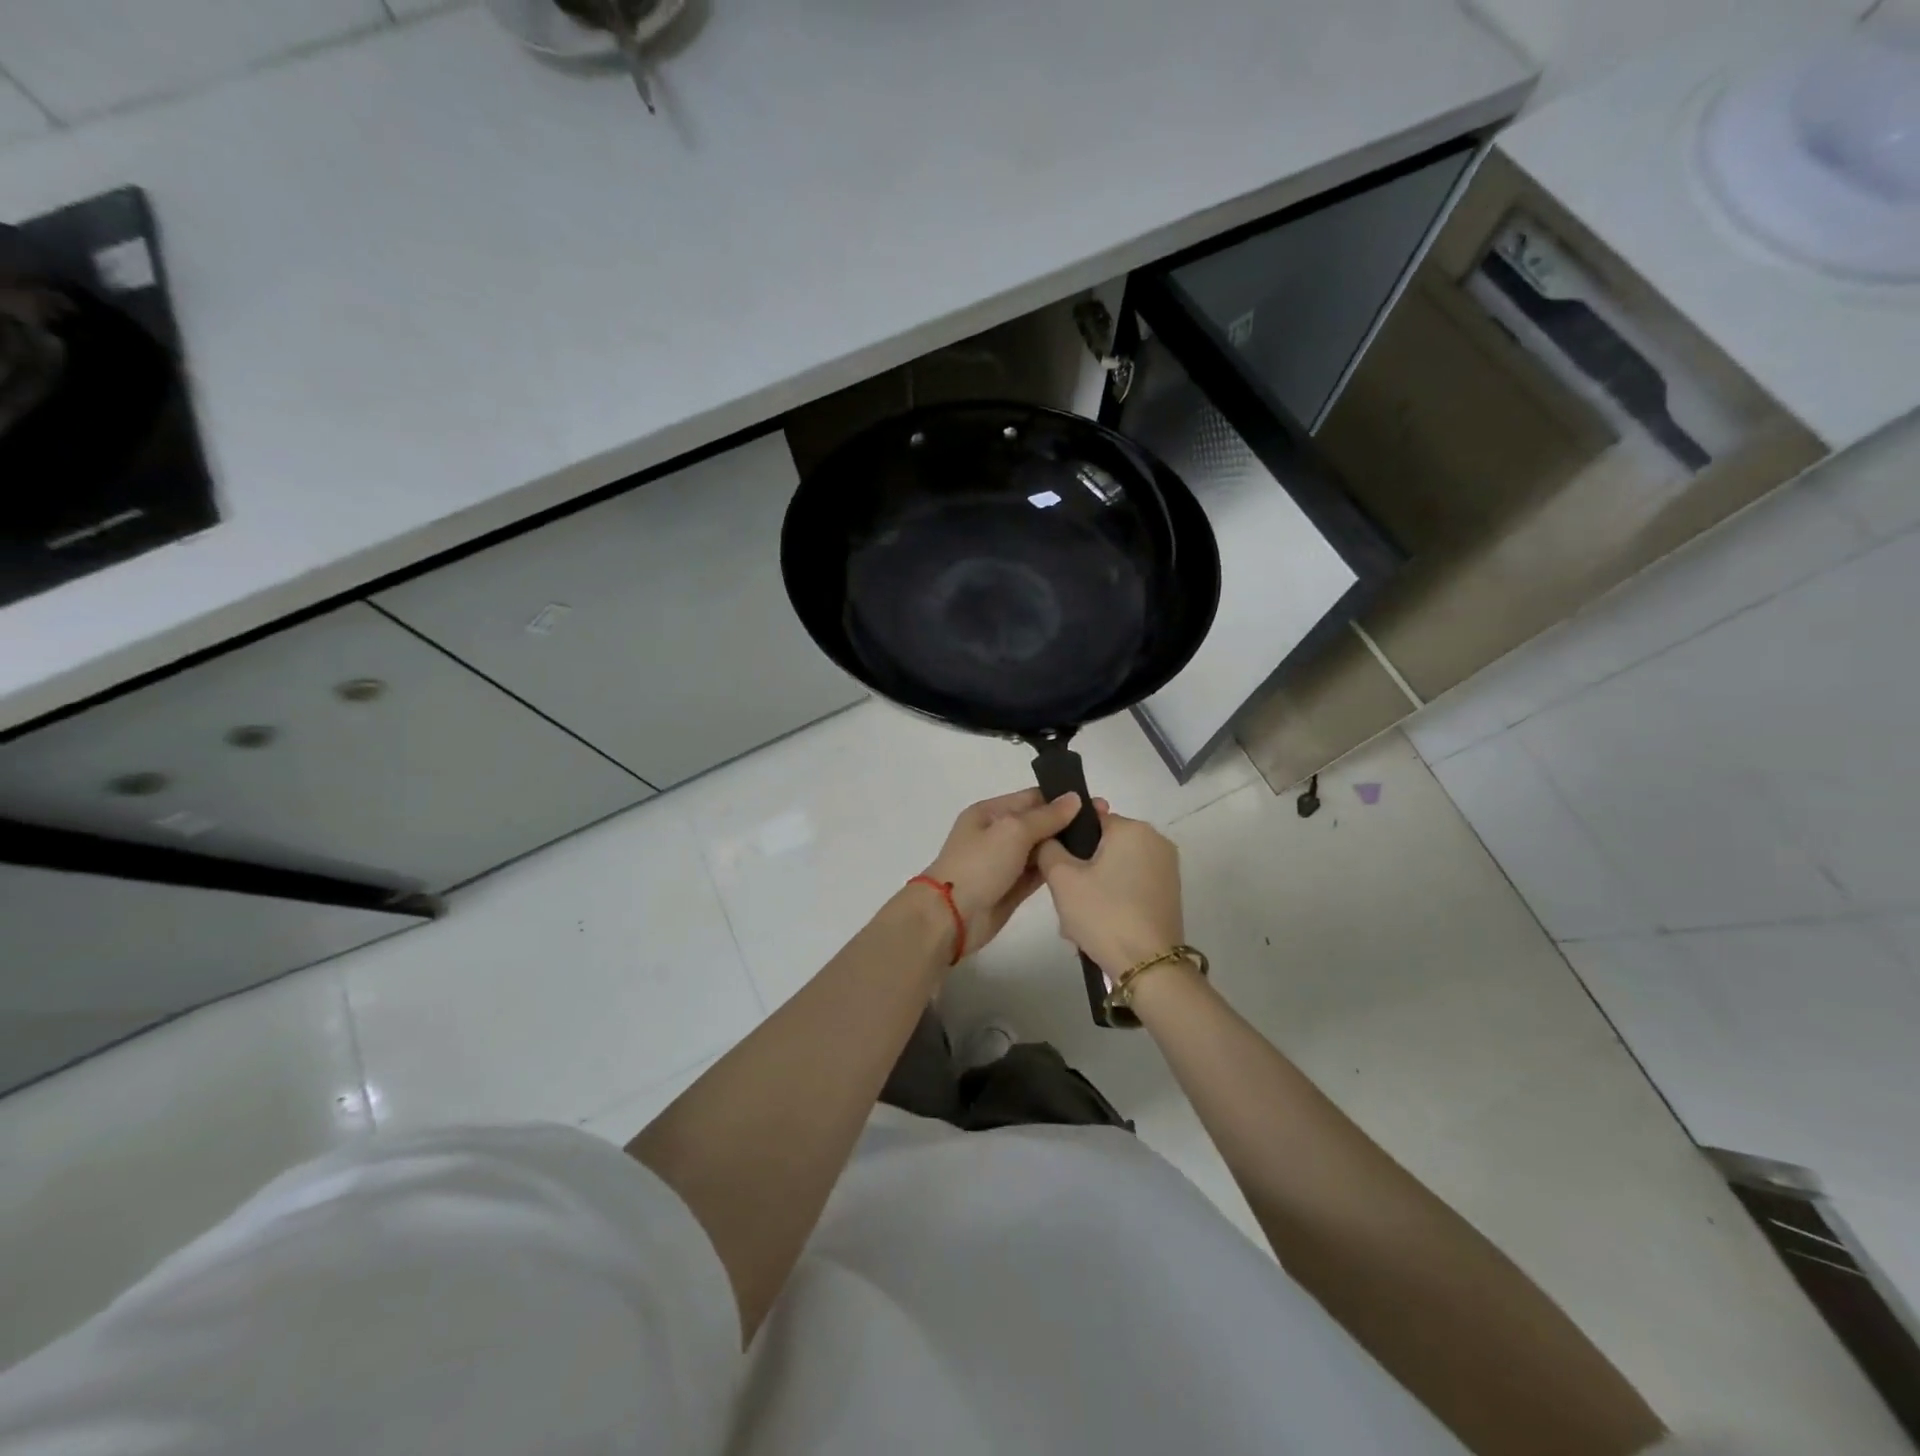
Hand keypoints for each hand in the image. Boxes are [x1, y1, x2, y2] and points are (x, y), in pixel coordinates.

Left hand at [922, 790, 1088, 957]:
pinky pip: (1038, 872)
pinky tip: (1083, 867)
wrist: (951, 916)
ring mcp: (1004, 862)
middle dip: (1068, 823)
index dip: (1063, 799)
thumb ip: (1046, 816)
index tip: (1097, 804)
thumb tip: (1074, 799)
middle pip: (1039, 823)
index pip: (1032, 798)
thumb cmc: (979, 865)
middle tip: (1107, 825)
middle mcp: (997, 834)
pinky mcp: (1012, 888)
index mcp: (990, 812)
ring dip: (1065, 847)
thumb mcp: (1012, 831)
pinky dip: (1056, 868)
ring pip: (1041, 849)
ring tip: (1102, 846)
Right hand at [1035, 805, 1183, 978]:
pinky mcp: (1170, 893)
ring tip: (1078, 923)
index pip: (1089, 821)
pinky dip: (1113, 900)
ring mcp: (1166, 868)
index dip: (1067, 844)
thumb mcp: (1062, 879)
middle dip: (1081, 872)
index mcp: (1132, 828)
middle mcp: (1155, 840)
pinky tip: (1099, 927)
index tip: (1057, 872)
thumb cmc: (1103, 914)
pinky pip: (1130, 886)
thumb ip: (1048, 848)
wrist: (1149, 967)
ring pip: (1114, 869)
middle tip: (1065, 902)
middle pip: (1102, 847)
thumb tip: (1049, 837)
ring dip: (1093, 890)